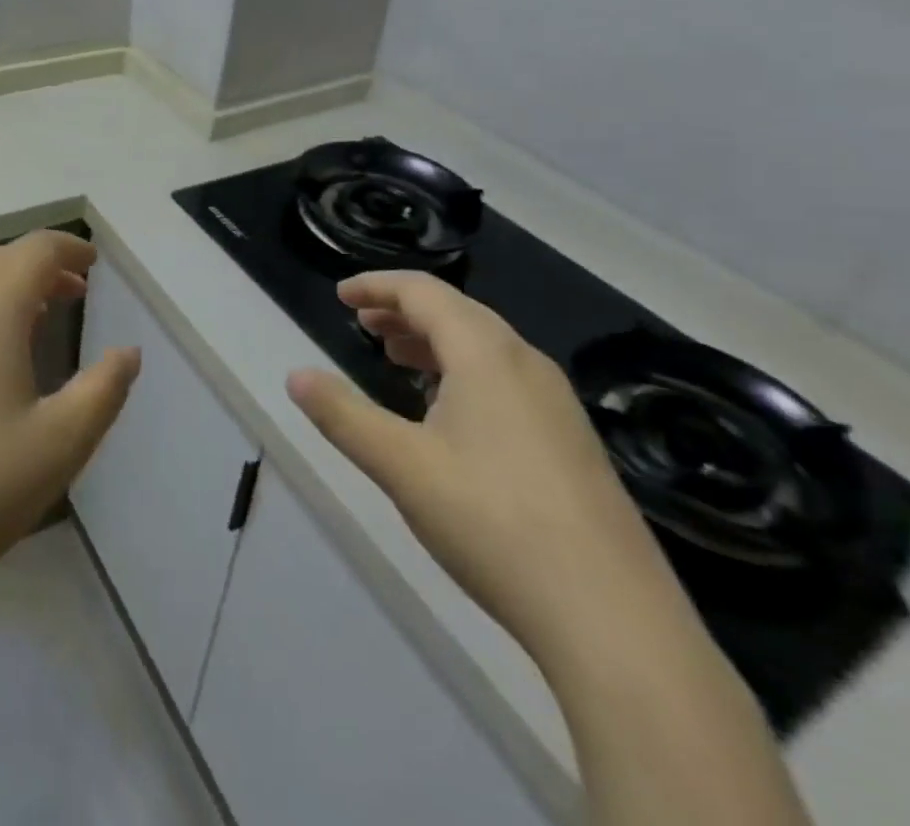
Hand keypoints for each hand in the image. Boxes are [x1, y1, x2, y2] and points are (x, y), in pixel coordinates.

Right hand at [287, 271, 685, 668]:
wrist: (614, 622)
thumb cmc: (493, 523)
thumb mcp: (400, 465)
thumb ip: (343, 414)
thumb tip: (295, 376)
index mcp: (486, 354)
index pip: (424, 293)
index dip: (378, 287)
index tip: (341, 295)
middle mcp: (527, 366)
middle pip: (458, 314)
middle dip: (404, 312)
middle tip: (364, 324)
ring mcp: (558, 407)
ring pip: (485, 348)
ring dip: (434, 342)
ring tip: (397, 359)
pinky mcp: (572, 445)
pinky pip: (506, 380)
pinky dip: (463, 373)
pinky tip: (449, 414)